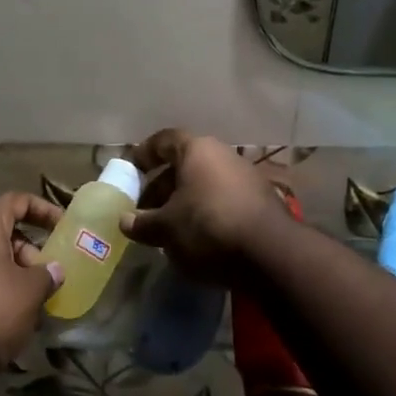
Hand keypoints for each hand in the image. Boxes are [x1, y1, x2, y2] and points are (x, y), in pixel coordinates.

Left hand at [0, 192, 63, 373]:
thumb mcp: (28, 293)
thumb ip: (46, 276)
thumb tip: (52, 269)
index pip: (16, 200)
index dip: (42, 209)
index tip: (63, 227)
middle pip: (2, 234)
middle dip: (29, 254)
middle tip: (47, 279)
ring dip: (13, 279)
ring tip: (32, 308)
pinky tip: (6, 325)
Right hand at [120, 129, 284, 272]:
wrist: (271, 255)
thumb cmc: (208, 227)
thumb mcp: (166, 228)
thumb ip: (142, 223)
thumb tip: (125, 221)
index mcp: (197, 150)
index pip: (164, 140)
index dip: (145, 154)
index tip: (131, 171)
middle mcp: (223, 155)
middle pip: (185, 165)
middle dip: (162, 187)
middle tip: (146, 211)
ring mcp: (247, 177)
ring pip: (205, 184)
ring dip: (185, 202)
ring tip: (169, 228)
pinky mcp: (262, 202)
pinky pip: (224, 200)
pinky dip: (207, 213)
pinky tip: (198, 238)